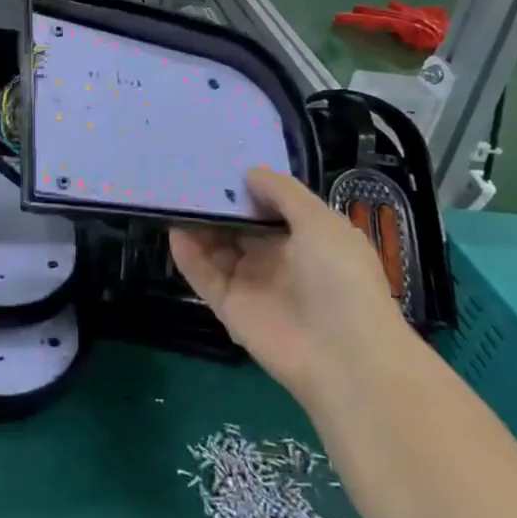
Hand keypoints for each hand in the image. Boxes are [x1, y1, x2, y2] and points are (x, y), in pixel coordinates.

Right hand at [170, 167, 403, 398]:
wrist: (343, 355)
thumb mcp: (320, 222)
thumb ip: (283, 193)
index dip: (247, 187)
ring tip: (173, 196)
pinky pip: (202, 274)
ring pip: (215, 247)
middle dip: (217, 203)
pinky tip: (173, 230)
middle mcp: (276, 258)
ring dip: (197, 225)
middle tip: (186, 173)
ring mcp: (251, 283)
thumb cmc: (340, 278)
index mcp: (306, 238)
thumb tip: (250, 172)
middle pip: (238, 226)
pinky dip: (187, 254)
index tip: (220, 162)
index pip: (269, 207)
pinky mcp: (228, 306)